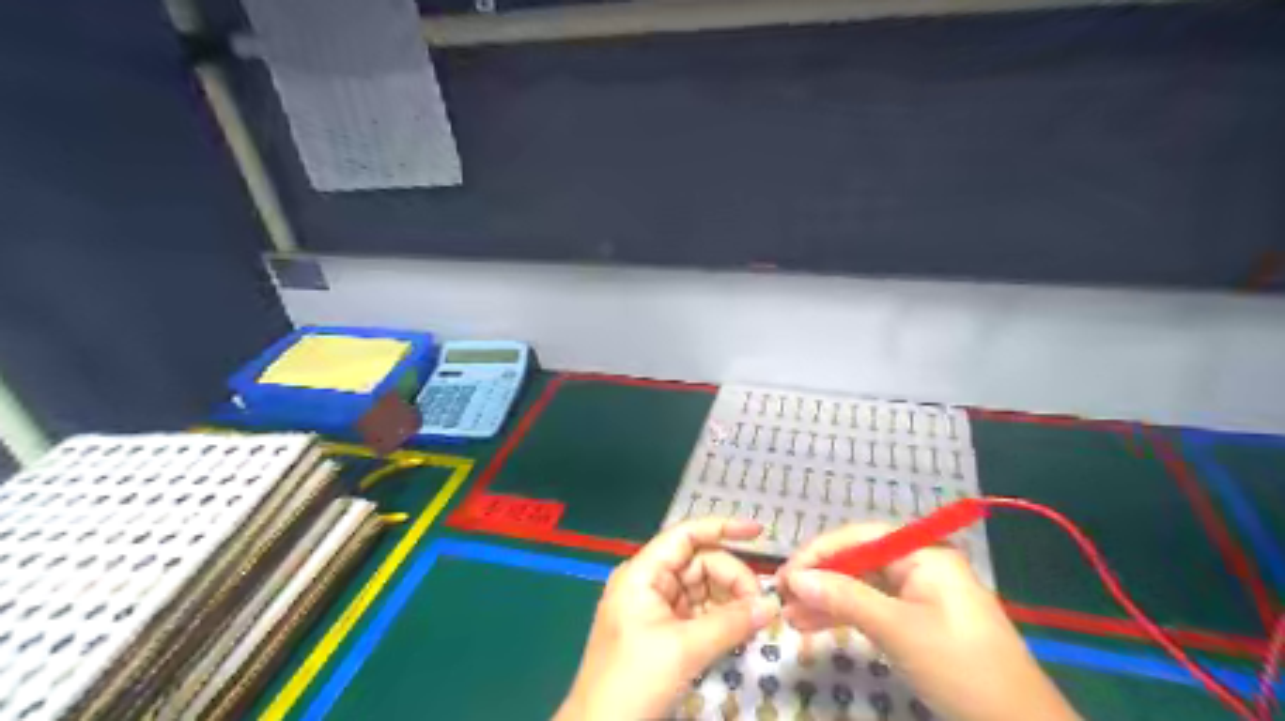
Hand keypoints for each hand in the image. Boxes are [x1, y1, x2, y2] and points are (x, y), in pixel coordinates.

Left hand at [556, 518, 775, 720]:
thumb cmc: (633, 680)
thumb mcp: (684, 649)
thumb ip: (730, 623)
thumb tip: (772, 606)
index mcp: (643, 573)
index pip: (685, 536)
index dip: (722, 528)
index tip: (758, 532)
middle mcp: (649, 582)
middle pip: (699, 563)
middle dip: (732, 578)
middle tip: (762, 606)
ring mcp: (655, 607)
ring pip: (702, 589)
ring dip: (730, 600)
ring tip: (756, 620)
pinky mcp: (663, 632)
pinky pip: (699, 613)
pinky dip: (721, 618)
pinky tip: (741, 630)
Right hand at [777, 525, 1077, 719]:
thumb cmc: (961, 669)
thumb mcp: (898, 630)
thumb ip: (845, 598)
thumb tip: (795, 578)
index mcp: (924, 554)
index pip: (859, 538)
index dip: (819, 553)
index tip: (785, 575)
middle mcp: (920, 565)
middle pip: (857, 561)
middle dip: (819, 579)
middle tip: (781, 597)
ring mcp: (919, 594)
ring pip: (861, 587)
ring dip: (826, 600)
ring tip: (789, 617)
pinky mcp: (917, 620)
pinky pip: (872, 608)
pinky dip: (845, 617)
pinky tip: (813, 625)